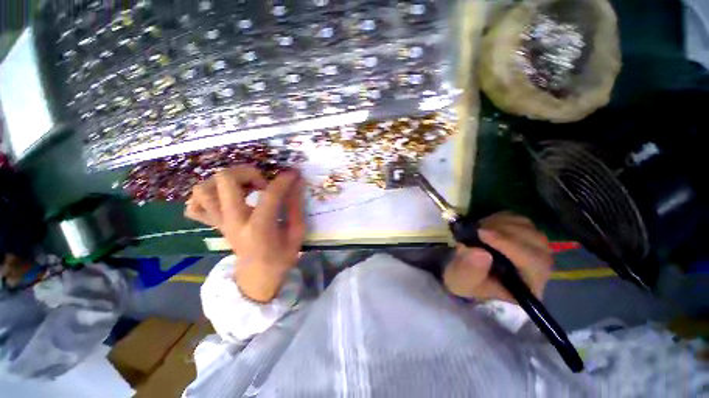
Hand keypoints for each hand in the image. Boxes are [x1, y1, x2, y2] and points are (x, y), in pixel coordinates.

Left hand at [185, 166, 305, 301]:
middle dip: (248, 172)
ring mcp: (219, 223)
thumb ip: (296, 208)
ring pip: (203, 189)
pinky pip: (195, 205)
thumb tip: (297, 184)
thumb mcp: (296, 235)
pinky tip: (226, 198)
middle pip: (225, 180)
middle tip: (263, 182)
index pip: (269, 194)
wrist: (256, 279)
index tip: (293, 174)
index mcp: (258, 227)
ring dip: (226, 182)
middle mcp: (233, 221)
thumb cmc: (280, 259)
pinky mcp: (214, 225)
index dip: (284, 180)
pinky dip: (207, 196)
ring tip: (246, 187)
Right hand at [443, 212, 552, 301]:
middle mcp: (539, 268)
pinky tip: (486, 225)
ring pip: (528, 228)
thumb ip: (470, 271)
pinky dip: (501, 218)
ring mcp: (533, 249)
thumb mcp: (462, 281)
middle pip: (536, 242)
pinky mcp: (524, 235)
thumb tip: (480, 252)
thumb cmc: (466, 280)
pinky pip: (519, 220)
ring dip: (501, 223)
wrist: (465, 270)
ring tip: (479, 229)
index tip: (482, 234)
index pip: (533, 263)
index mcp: (527, 287)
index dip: (509, 245)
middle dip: (504, 232)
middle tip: (477, 229)